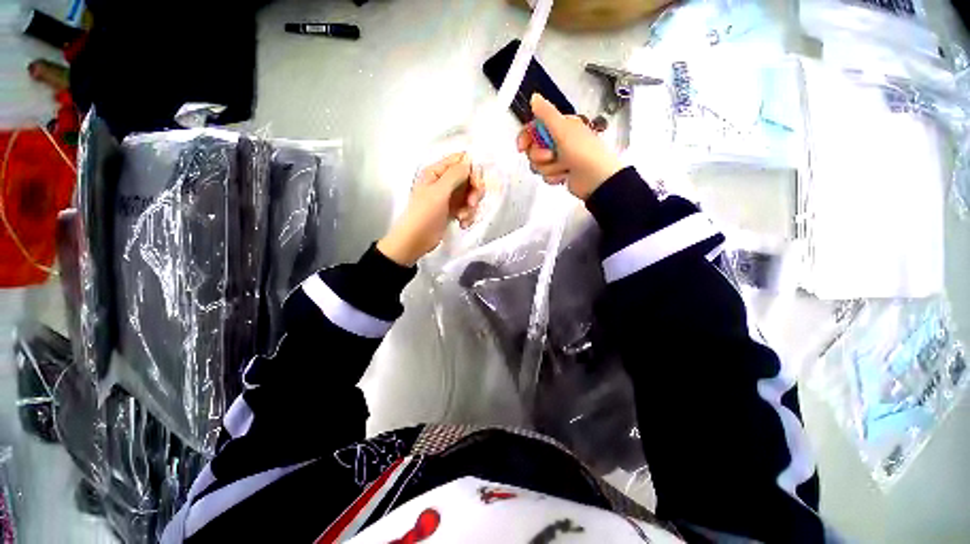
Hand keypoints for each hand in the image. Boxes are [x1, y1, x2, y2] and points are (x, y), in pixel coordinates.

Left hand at [378, 152, 483, 266]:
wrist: (415, 241)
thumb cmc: (424, 214)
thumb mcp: (439, 192)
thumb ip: (455, 174)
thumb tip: (469, 159)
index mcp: (437, 171)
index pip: (461, 161)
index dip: (473, 171)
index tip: (476, 185)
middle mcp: (444, 181)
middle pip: (470, 178)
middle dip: (474, 192)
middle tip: (471, 204)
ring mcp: (449, 196)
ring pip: (471, 195)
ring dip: (471, 207)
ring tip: (463, 217)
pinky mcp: (453, 210)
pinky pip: (468, 208)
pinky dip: (468, 216)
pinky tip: (462, 224)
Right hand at [517, 94, 623, 200]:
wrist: (596, 178)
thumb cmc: (582, 151)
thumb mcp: (563, 129)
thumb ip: (546, 114)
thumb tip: (534, 97)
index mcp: (560, 126)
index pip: (534, 129)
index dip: (525, 138)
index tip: (521, 147)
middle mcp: (558, 141)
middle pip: (533, 149)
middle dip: (540, 156)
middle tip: (552, 156)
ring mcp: (559, 159)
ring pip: (538, 165)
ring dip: (549, 168)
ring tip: (563, 167)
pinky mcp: (560, 173)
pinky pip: (546, 176)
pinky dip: (554, 177)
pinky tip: (564, 176)